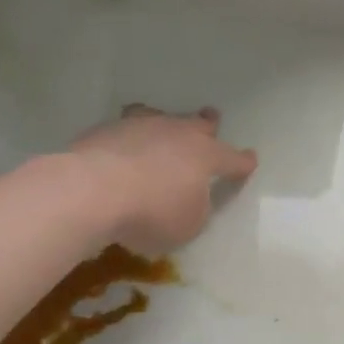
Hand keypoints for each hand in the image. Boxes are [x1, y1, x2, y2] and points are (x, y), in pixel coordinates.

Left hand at [69, 105, 256, 255]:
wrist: (93, 191)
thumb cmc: (152, 212)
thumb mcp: (188, 225)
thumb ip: (196, 211)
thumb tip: (191, 201)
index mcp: (205, 155)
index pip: (232, 158)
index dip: (243, 162)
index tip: (250, 160)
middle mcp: (176, 133)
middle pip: (198, 124)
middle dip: (207, 124)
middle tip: (211, 119)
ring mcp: (140, 126)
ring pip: (159, 118)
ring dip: (165, 123)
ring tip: (162, 125)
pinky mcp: (107, 130)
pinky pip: (126, 129)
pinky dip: (130, 138)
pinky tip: (123, 148)